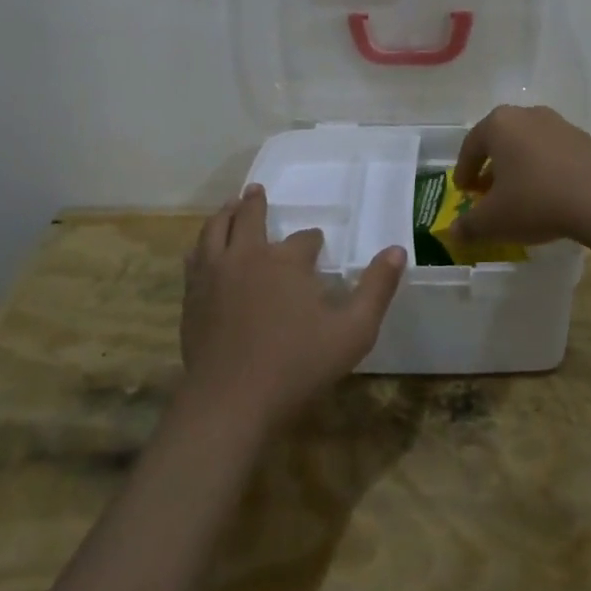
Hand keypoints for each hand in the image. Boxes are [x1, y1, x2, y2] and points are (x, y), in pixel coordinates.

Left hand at [181, 186, 406, 432]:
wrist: (231, 400)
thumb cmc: (297, 366)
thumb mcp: (353, 331)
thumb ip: (377, 289)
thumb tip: (397, 250)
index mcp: (286, 260)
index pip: (305, 239)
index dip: (313, 241)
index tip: (317, 245)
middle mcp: (247, 255)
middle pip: (249, 217)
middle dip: (255, 203)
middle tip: (256, 190)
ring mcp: (214, 273)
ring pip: (215, 228)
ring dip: (225, 213)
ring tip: (229, 206)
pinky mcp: (193, 295)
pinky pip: (195, 257)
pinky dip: (202, 244)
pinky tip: (203, 248)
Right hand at [450, 105, 590, 246]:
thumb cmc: (536, 201)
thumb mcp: (493, 221)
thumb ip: (469, 226)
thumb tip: (453, 233)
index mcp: (499, 125)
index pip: (471, 146)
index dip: (464, 171)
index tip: (463, 191)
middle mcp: (527, 115)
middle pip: (501, 141)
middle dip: (492, 167)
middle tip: (488, 193)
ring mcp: (560, 124)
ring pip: (528, 145)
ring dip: (519, 167)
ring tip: (520, 195)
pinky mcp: (585, 139)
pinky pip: (555, 153)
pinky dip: (546, 169)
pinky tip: (550, 194)